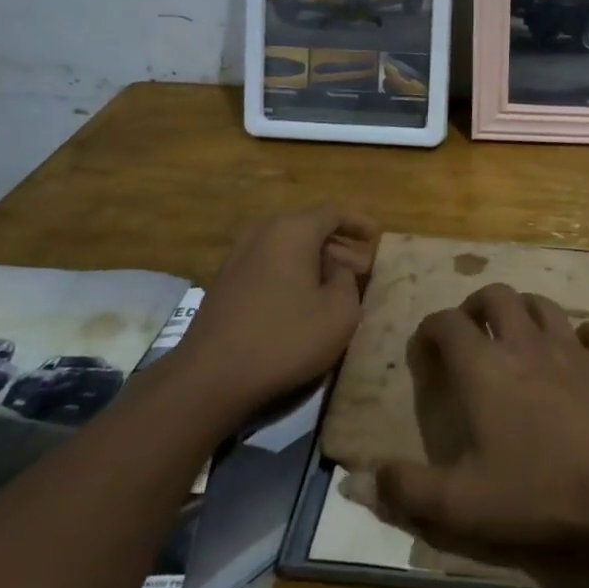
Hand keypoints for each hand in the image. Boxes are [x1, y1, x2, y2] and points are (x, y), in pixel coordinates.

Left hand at [173, 205, 378, 426]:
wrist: (211, 375)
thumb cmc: (285, 338)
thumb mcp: (339, 313)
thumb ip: (348, 281)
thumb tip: (338, 269)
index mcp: (292, 230)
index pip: (333, 212)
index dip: (358, 222)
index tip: (377, 235)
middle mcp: (262, 233)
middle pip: (308, 228)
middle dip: (339, 246)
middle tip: (363, 268)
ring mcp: (238, 256)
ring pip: (287, 247)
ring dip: (315, 261)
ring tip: (337, 286)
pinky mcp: (225, 282)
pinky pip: (269, 264)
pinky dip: (292, 273)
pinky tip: (303, 300)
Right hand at [374, 284, 588, 552]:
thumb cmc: (541, 488)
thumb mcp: (463, 504)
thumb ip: (409, 492)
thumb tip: (364, 480)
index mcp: (484, 367)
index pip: (448, 323)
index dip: (430, 327)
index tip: (425, 346)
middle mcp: (525, 343)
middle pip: (497, 295)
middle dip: (477, 305)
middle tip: (470, 329)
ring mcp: (572, 348)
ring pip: (543, 305)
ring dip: (525, 310)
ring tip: (517, 333)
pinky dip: (582, 336)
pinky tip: (579, 353)